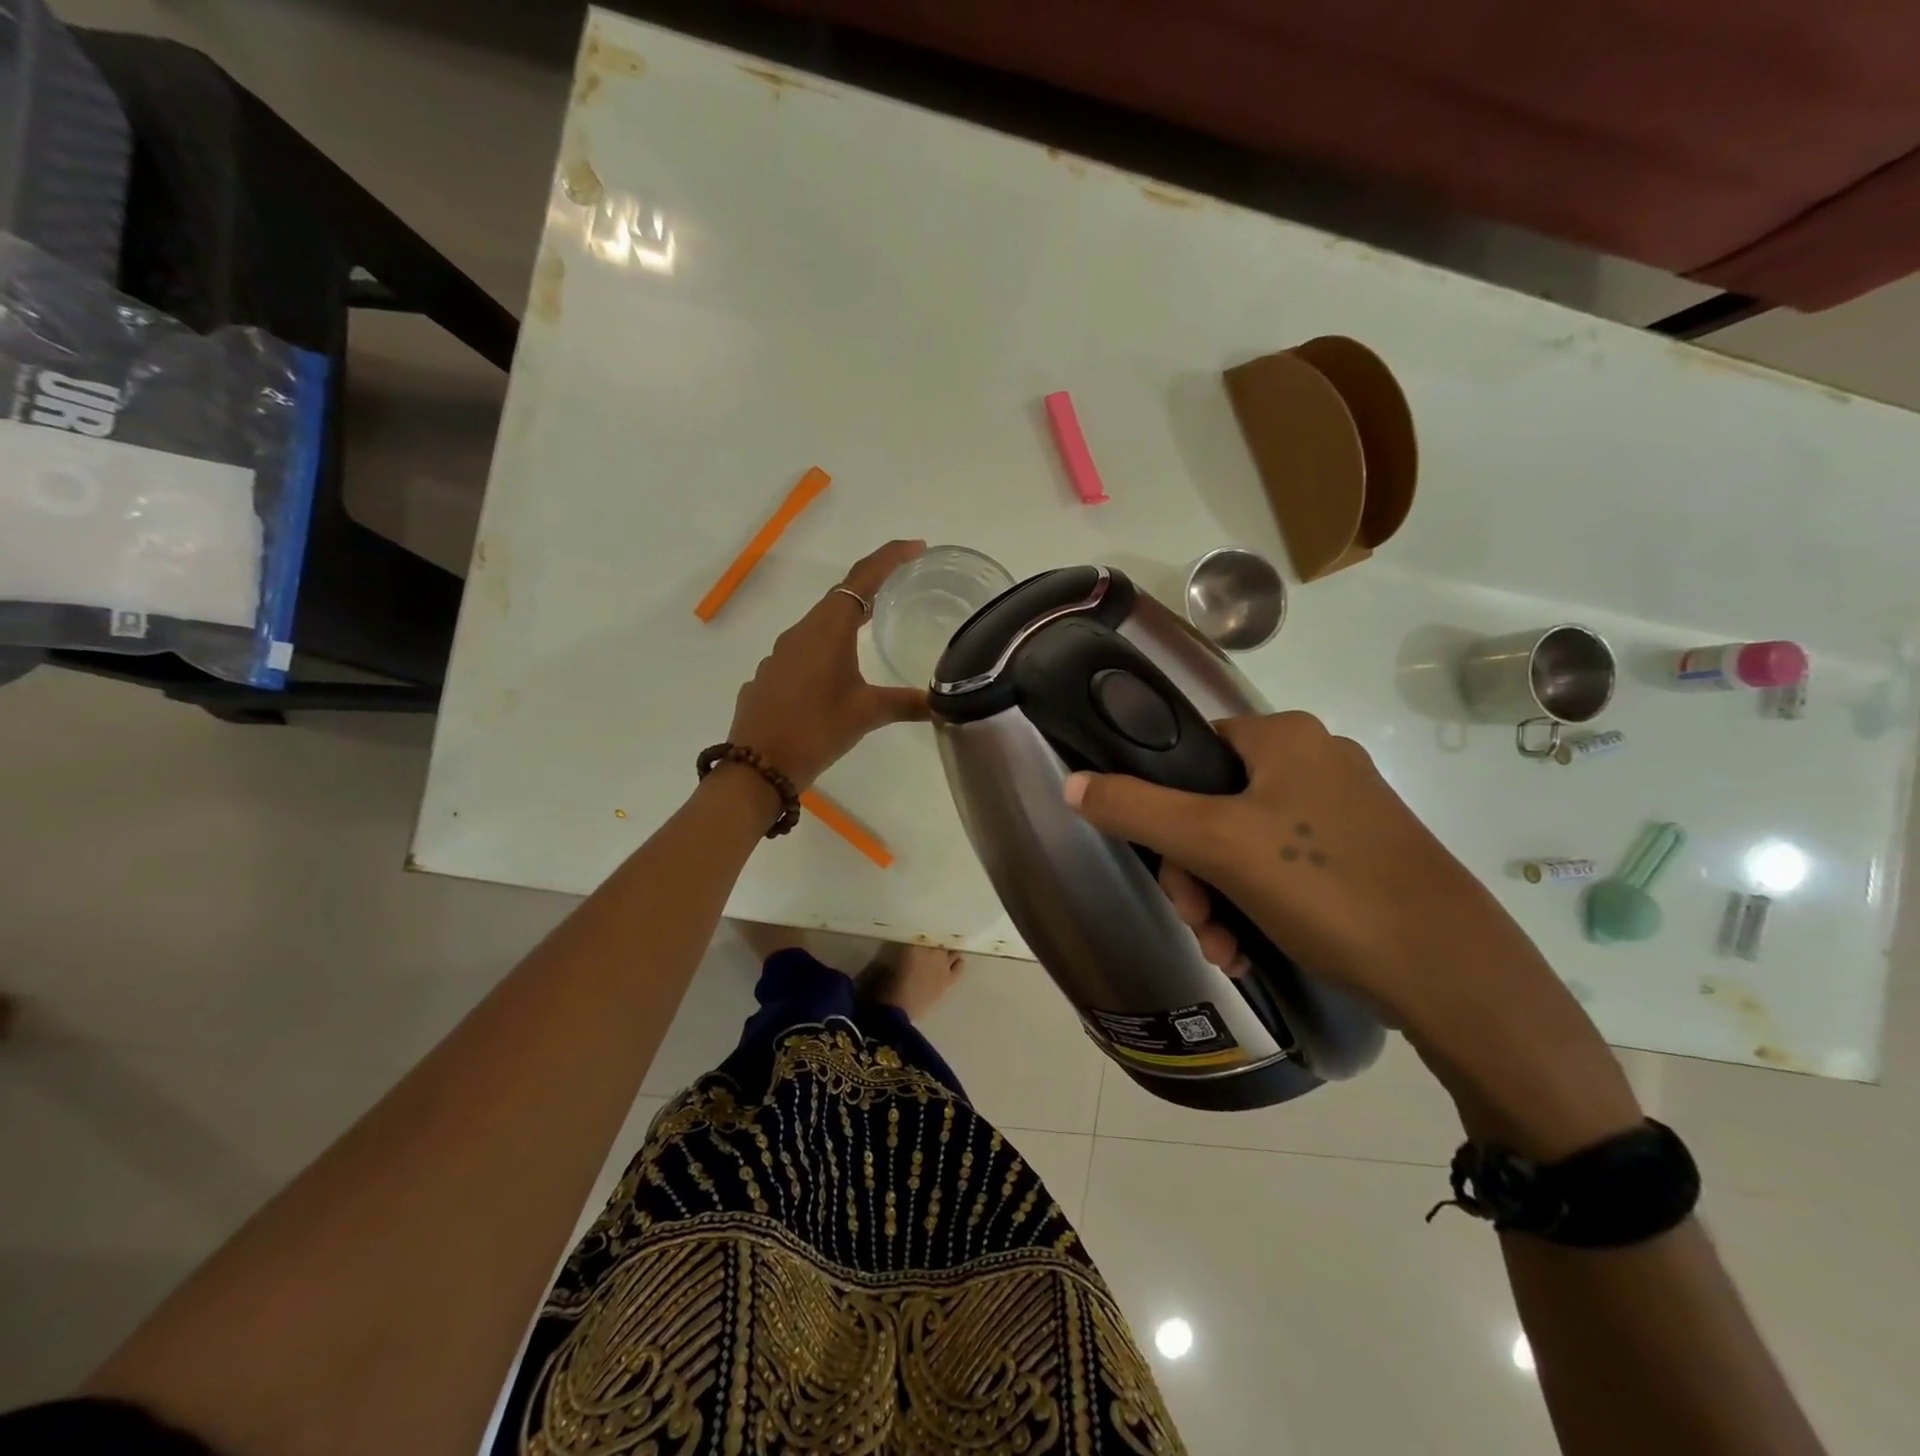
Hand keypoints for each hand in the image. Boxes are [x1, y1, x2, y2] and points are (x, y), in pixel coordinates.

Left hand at [726, 540, 930, 788]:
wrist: (757, 767)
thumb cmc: (815, 730)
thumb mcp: (866, 715)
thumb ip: (906, 703)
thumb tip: (942, 702)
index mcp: (827, 630)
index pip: (861, 579)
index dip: (889, 558)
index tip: (917, 547)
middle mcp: (800, 633)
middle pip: (840, 597)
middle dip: (872, 587)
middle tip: (904, 585)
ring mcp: (780, 655)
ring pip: (819, 625)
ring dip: (847, 620)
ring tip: (875, 627)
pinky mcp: (770, 677)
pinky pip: (803, 650)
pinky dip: (826, 648)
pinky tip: (836, 674)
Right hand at [1060, 712, 1536, 1026]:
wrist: (1450, 972)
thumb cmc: (1324, 886)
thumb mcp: (1216, 844)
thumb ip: (1136, 808)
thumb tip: (1070, 783)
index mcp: (1285, 736)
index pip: (1190, 752)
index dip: (1161, 807)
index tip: (1164, 865)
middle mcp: (1316, 760)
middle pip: (1213, 806)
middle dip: (1192, 872)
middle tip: (1197, 922)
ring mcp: (1344, 811)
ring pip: (1243, 845)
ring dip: (1217, 899)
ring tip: (1224, 951)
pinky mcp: (1361, 856)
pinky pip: (1282, 869)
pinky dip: (1255, 907)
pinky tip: (1250, 953)